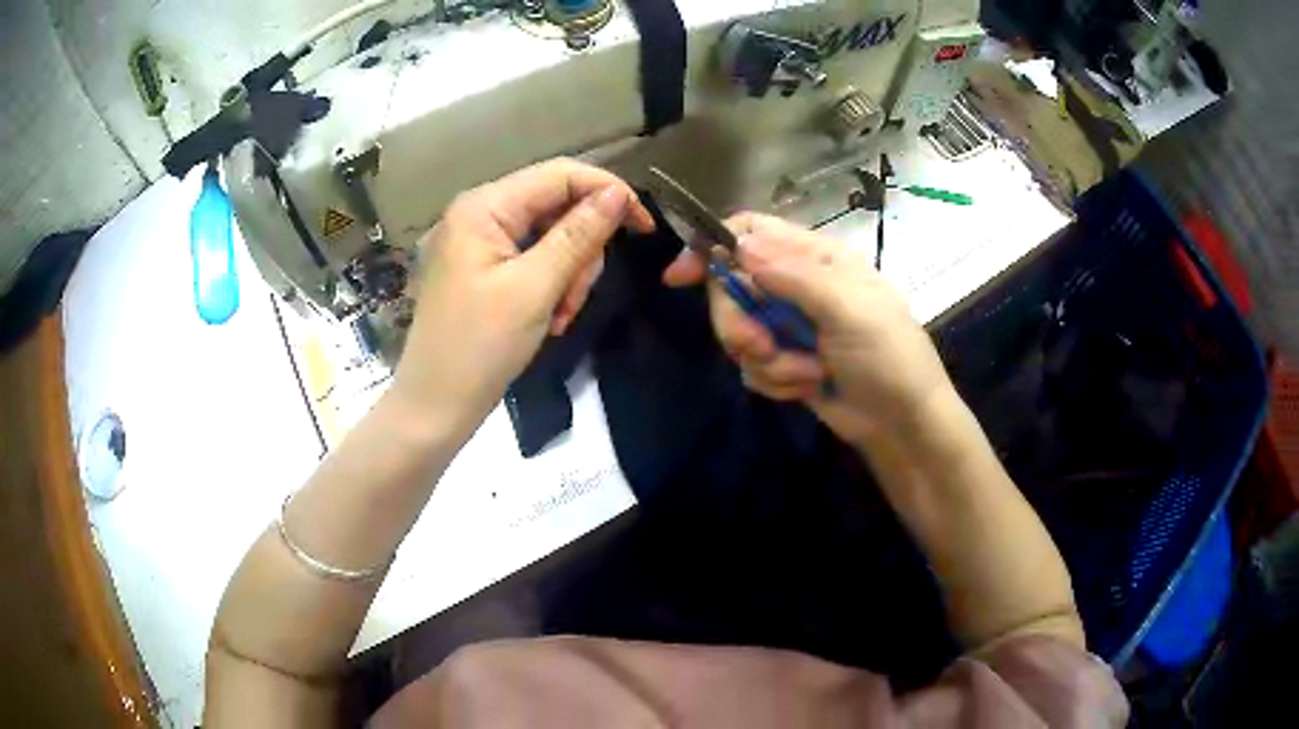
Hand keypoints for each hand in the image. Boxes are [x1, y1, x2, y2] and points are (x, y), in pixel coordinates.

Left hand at [392, 158, 654, 432]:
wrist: (436, 406)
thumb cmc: (479, 347)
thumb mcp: (535, 288)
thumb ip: (578, 235)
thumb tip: (618, 194)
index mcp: (484, 206)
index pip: (560, 175)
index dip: (608, 192)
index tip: (645, 227)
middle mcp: (481, 213)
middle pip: (558, 207)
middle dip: (580, 251)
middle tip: (577, 297)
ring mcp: (481, 242)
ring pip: (552, 237)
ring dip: (569, 275)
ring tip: (559, 317)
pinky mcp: (485, 268)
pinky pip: (535, 261)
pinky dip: (552, 287)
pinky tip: (549, 320)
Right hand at [664, 213, 952, 446]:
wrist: (902, 424)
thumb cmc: (888, 356)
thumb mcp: (848, 308)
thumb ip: (794, 275)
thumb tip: (739, 245)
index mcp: (816, 258)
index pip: (752, 232)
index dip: (713, 246)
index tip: (682, 276)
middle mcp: (797, 285)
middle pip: (732, 287)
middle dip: (739, 322)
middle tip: (760, 346)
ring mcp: (789, 325)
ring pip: (738, 331)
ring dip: (767, 360)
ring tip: (806, 374)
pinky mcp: (784, 362)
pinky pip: (751, 365)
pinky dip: (775, 380)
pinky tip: (807, 387)